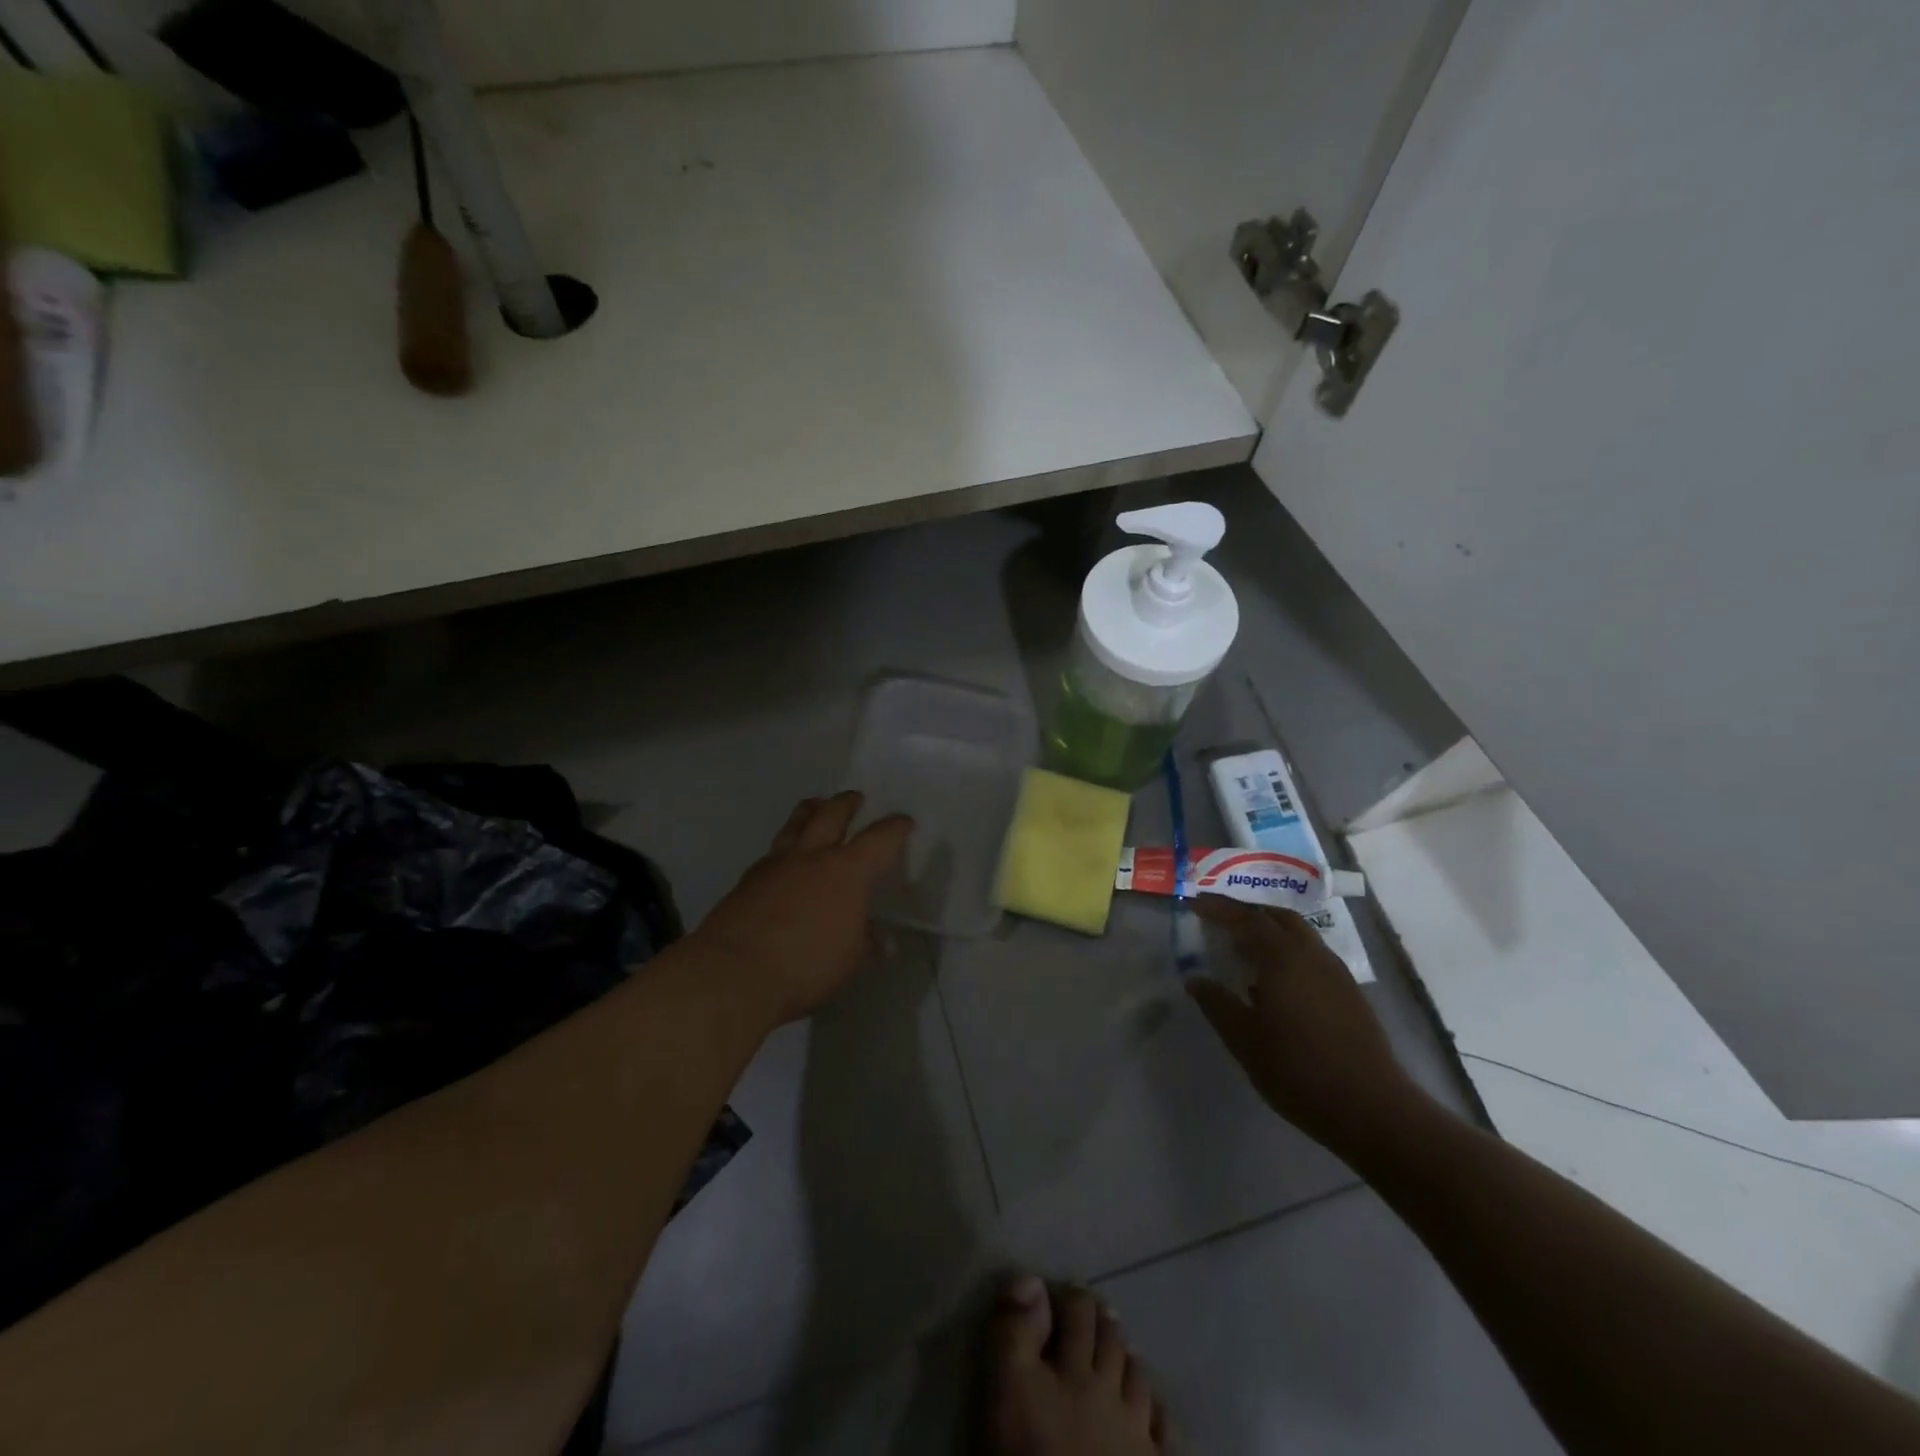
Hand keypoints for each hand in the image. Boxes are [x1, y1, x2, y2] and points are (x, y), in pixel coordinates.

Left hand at [690, 792, 912, 1026]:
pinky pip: (773, 851)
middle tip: (855, 798)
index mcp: (847, 871)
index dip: (895, 828)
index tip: (904, 821)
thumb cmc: (806, 965)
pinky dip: (785, 846)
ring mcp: (776, 864)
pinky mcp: (747, 879)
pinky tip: (785, 858)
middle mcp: (812, 856)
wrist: (734, 973)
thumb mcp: (850, 959)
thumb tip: (881, 939)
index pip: (879, 839)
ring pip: (796, 823)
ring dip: (810, 810)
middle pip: (831, 814)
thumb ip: (866, 941)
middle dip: (847, 803)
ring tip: (816, 805)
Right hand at [1187, 897, 1424, 1156]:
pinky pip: (1311, 954)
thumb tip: (1195, 980)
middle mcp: (1311, 954)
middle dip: (1246, 912)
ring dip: (1269, 930)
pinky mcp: (1349, 992)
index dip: (1218, 908)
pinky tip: (1275, 981)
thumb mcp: (1244, 1040)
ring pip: (1298, 934)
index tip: (1193, 903)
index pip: (1246, 918)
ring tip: (1244, 948)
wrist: (1372, 1108)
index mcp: (1283, 957)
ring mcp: (1335, 972)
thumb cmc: (1298, 1070)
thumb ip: (1217, 1004)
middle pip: (1277, 916)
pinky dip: (1287, 951)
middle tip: (1219, 920)